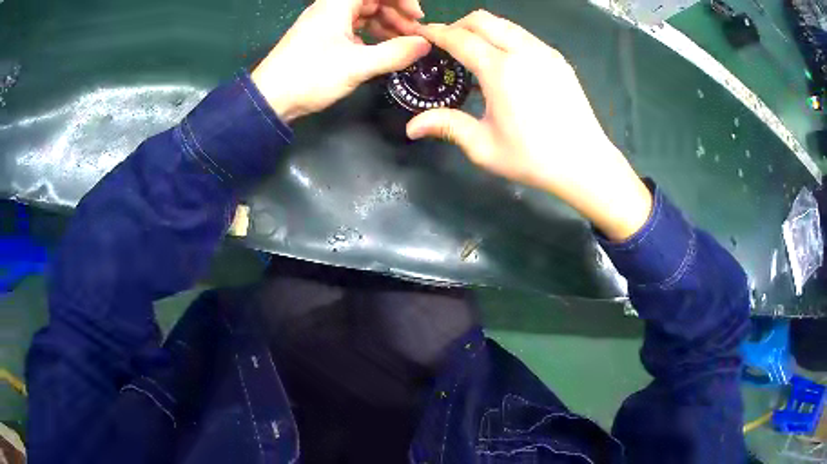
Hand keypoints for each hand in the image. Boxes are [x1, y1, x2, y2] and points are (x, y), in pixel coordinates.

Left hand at [251, 0, 430, 122]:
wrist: (270, 99)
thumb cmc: (310, 76)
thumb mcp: (357, 66)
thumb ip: (395, 53)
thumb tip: (425, 44)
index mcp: (337, 4)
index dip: (400, 0)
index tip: (417, 17)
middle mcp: (331, 7)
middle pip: (371, 0)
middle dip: (396, 14)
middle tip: (413, 35)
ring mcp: (325, 22)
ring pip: (363, 14)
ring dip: (385, 25)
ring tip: (401, 44)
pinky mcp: (321, 37)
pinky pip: (353, 27)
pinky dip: (370, 35)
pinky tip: (380, 50)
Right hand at [408, 11, 651, 240]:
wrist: (585, 163)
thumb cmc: (533, 158)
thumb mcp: (483, 146)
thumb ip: (446, 126)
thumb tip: (412, 127)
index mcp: (500, 69)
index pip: (459, 38)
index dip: (435, 33)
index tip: (420, 34)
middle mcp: (522, 51)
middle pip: (482, 19)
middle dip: (458, 25)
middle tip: (446, 44)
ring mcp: (544, 52)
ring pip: (505, 24)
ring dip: (483, 29)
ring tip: (473, 52)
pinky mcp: (558, 59)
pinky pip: (523, 35)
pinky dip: (505, 37)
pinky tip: (503, 62)